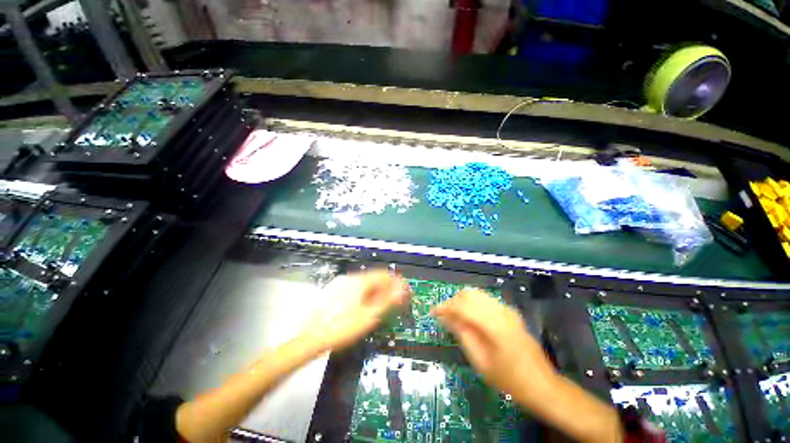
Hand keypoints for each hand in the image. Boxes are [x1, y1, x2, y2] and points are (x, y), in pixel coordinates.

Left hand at [301, 271, 409, 352]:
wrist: (309, 338)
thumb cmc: (341, 327)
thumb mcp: (369, 316)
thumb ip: (387, 301)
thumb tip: (402, 291)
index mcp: (359, 281)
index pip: (383, 274)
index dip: (396, 281)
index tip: (404, 290)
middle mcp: (349, 278)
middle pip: (374, 278)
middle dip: (386, 287)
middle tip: (395, 300)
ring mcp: (339, 284)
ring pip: (364, 283)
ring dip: (376, 291)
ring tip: (382, 304)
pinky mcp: (333, 292)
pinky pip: (354, 288)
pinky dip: (364, 294)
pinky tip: (365, 306)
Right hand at [432, 289, 557, 405]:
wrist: (542, 385)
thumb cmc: (509, 380)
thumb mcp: (480, 362)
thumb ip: (462, 335)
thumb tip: (446, 317)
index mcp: (493, 325)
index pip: (462, 306)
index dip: (445, 307)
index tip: (433, 312)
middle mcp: (500, 311)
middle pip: (469, 294)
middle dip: (453, 301)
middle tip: (444, 316)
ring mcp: (507, 309)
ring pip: (477, 294)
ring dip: (462, 301)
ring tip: (454, 316)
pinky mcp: (510, 312)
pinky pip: (486, 300)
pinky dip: (473, 303)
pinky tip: (470, 317)